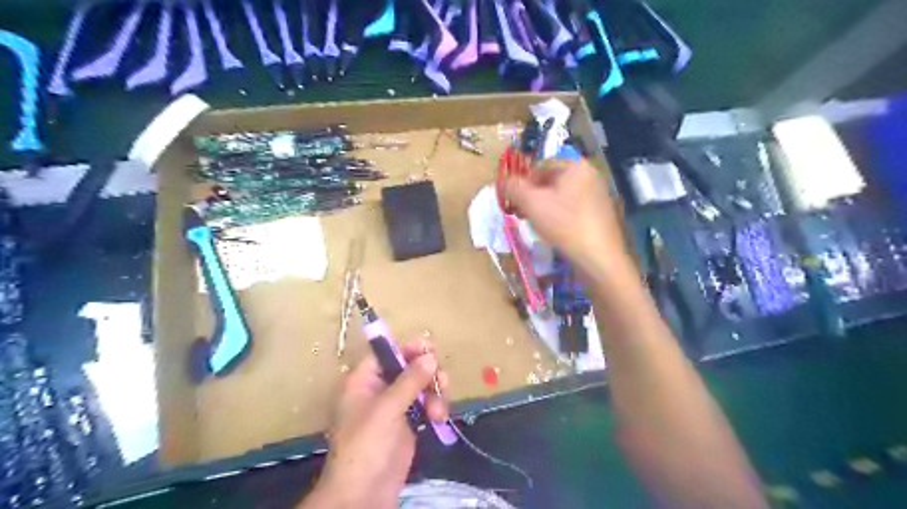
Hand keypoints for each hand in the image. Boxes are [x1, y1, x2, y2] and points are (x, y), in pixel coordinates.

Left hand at [301, 336, 449, 507]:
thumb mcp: (387, 408)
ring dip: (434, 393)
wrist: (364, 495)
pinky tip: (439, 419)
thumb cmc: (366, 445)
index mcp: (363, 380)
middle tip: (440, 381)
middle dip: (427, 373)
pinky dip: (435, 408)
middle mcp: (379, 389)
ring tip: (438, 410)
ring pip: (421, 386)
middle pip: (408, 367)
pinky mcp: (408, 424)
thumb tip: (431, 356)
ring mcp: (394, 407)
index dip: (408, 348)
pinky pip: (426, 405)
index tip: (431, 348)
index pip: (387, 352)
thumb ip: (410, 380)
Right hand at [507, 159, 632, 282]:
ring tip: (535, 223)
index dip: (523, 182)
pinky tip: (554, 231)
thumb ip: (514, 188)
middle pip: (551, 180)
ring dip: (544, 207)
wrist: (599, 257)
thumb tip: (505, 181)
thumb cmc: (565, 225)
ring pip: (561, 196)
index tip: (514, 200)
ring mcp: (598, 195)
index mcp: (576, 166)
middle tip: (522, 213)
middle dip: (533, 196)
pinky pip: (573, 208)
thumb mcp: (532, 204)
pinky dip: (559, 216)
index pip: (541, 165)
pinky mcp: (600, 214)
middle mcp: (590, 175)